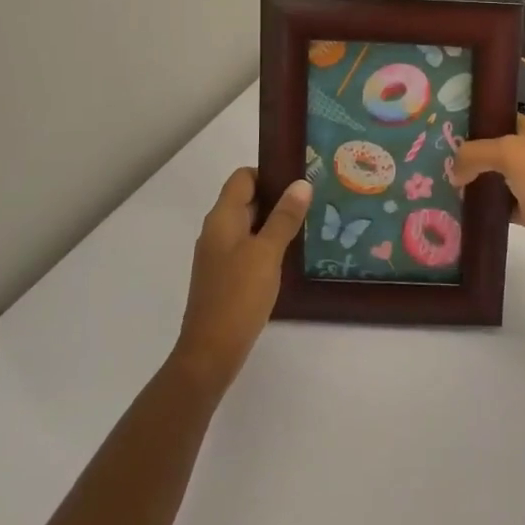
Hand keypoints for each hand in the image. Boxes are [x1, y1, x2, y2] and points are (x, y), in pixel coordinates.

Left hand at [172, 169, 311, 391]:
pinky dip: (269, 244)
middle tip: (314, 200)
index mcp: (222, 218)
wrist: (211, 352)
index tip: (300, 180)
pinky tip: (292, 255)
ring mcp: (220, 255)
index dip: (269, 173)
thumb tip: (301, 183)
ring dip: (276, 222)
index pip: (243, 177)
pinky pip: (249, 247)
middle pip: (247, 199)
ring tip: (310, 224)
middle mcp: (217, 231)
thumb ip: (284, 217)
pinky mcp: (226, 276)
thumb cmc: (238, 296)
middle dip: (278, 197)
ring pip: (250, 225)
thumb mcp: (267, 253)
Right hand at [452, 116, 524, 281]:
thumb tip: (453, 171)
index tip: (442, 130)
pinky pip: (502, 205)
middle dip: (468, 155)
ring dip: (474, 183)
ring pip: (496, 178)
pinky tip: (460, 211)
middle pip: (494, 149)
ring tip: (440, 185)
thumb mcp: (510, 154)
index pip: (498, 118)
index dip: (473, 122)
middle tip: (435, 161)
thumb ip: (476, 153)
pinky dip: (485, 208)